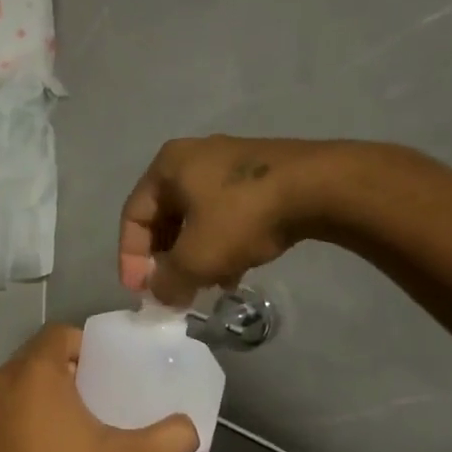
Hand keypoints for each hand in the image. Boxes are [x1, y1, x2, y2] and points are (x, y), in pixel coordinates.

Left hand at [0, 324, 197, 451]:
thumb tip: (191, 428)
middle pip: (40, 357)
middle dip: (69, 371)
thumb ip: (167, 439)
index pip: (60, 333)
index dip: (87, 345)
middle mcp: (2, 380)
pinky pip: (4, 412)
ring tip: (75, 424)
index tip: (109, 371)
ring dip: (44, 396)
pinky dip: (23, 419)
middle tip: (99, 397)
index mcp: (35, 371)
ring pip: (20, 385)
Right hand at [119, 136, 334, 304]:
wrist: (320, 187)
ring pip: (197, 218)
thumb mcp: (197, 258)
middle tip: (172, 291)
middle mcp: (193, 158)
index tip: (141, 292)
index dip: (130, 258)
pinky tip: (234, 272)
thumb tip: (160, 294)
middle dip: (166, 260)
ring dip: (195, 256)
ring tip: (204, 287)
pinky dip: (222, 243)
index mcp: (167, 166)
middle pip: (165, 217)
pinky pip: (226, 214)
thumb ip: (168, 280)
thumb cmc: (242, 216)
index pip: (133, 216)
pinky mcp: (260, 176)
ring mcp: (230, 163)